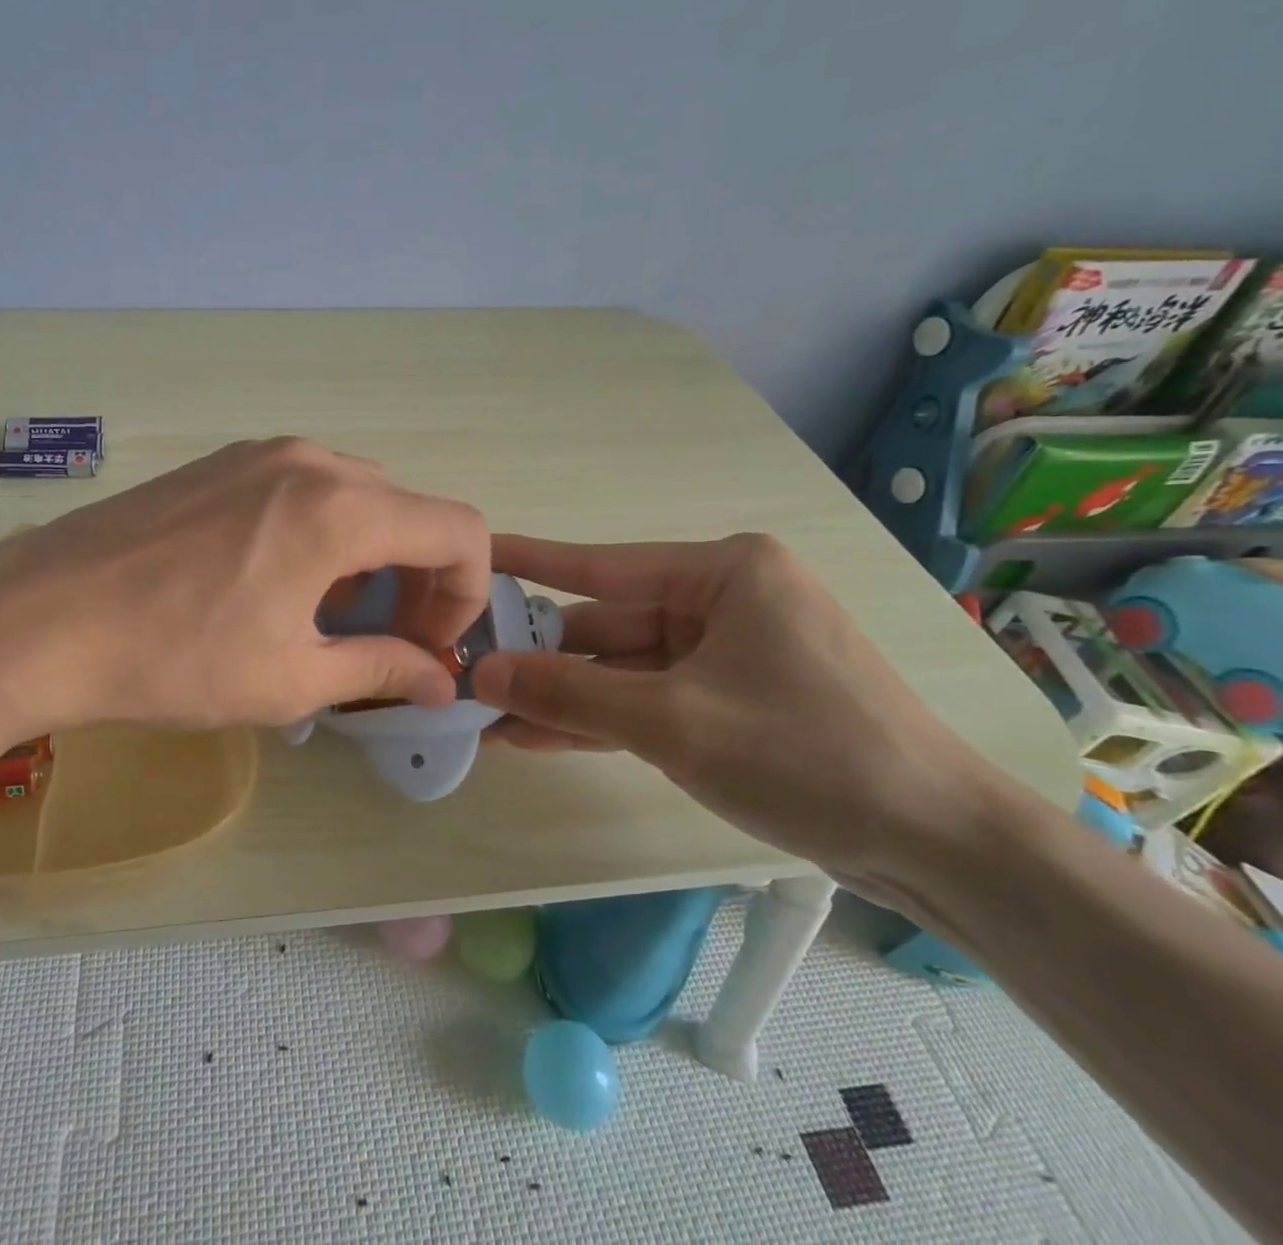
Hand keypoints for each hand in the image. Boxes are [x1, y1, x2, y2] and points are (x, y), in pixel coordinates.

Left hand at [0, 439, 490, 768]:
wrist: (39, 617)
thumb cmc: (175, 658)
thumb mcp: (290, 679)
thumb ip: (380, 669)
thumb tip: (439, 681)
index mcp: (341, 509)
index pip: (458, 530)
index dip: (467, 592)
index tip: (431, 645)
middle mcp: (310, 462)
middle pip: (408, 510)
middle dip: (418, 577)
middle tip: (387, 639)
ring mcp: (259, 454)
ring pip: (356, 496)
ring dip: (369, 554)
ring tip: (326, 616)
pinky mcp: (219, 462)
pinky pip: (302, 487)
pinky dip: (321, 531)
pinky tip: (274, 582)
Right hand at [468, 533, 996, 886]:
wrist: (939, 848)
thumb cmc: (807, 755)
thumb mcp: (673, 721)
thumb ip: (570, 693)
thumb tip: (481, 671)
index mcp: (722, 573)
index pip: (599, 565)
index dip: (527, 563)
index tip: (471, 555)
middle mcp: (720, 601)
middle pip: (606, 624)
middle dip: (539, 657)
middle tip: (464, 670)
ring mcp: (724, 653)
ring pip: (620, 669)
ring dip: (561, 697)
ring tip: (485, 715)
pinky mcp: (727, 700)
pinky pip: (645, 699)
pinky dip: (598, 720)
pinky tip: (533, 736)